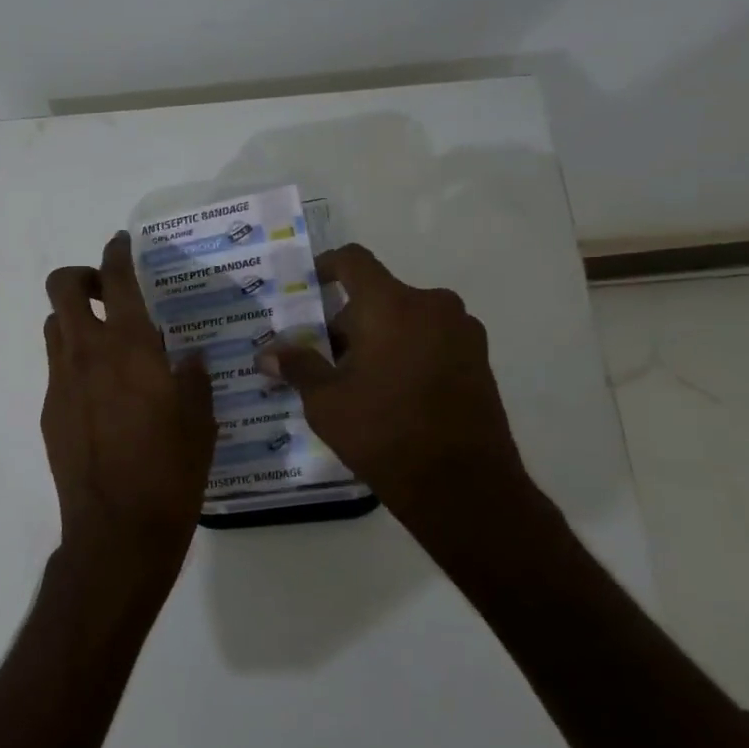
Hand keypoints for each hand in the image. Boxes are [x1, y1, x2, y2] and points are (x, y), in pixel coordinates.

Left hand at [41, 232, 217, 600]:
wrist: (117, 530)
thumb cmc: (171, 472)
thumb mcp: (200, 421)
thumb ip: (192, 379)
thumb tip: (186, 358)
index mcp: (131, 348)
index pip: (116, 279)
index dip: (116, 252)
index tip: (121, 244)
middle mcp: (88, 353)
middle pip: (62, 288)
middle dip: (80, 277)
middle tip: (105, 292)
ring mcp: (61, 382)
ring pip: (54, 326)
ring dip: (74, 320)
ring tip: (104, 343)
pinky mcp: (48, 411)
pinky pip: (56, 368)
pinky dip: (73, 363)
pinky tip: (99, 394)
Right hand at [259, 244, 542, 561]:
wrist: (463, 486)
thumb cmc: (384, 432)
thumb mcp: (326, 400)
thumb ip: (298, 367)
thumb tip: (268, 354)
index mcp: (392, 304)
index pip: (354, 261)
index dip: (326, 266)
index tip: (309, 286)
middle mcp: (433, 306)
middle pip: (378, 296)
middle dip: (348, 322)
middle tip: (323, 359)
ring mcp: (463, 333)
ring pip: (406, 319)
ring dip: (378, 338)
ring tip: (357, 381)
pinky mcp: (480, 360)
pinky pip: (432, 340)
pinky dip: (407, 353)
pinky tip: (391, 393)